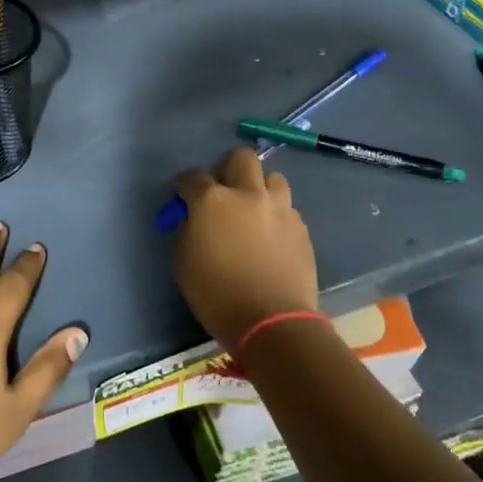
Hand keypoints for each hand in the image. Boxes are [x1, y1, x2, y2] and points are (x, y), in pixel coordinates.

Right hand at [172, 147, 318, 352]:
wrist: (273, 323)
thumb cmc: (217, 295)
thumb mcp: (182, 263)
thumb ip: (185, 230)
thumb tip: (193, 219)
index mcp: (213, 200)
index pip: (192, 176)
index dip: (184, 185)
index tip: (182, 196)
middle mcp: (248, 194)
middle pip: (240, 158)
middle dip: (227, 168)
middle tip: (222, 191)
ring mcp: (279, 208)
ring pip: (272, 178)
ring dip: (259, 188)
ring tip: (252, 210)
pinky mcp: (301, 227)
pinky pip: (286, 208)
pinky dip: (275, 214)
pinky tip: (270, 236)